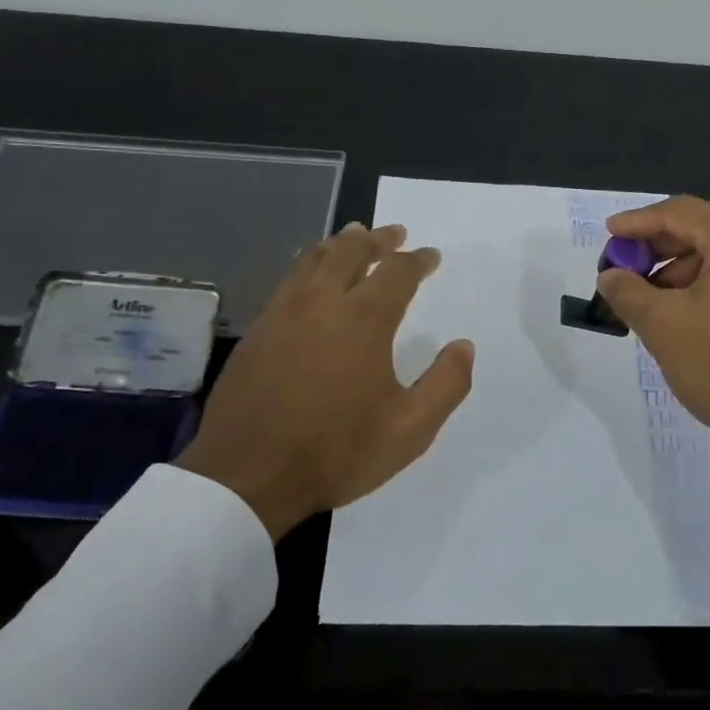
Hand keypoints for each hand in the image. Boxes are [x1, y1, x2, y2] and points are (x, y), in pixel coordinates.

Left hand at [177, 223, 474, 539]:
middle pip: (351, 250)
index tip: (431, 256)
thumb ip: (446, 384)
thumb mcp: (410, 430)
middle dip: (378, 238)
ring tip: (354, 237)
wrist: (246, 475)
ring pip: (313, 259)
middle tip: (395, 233)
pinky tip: (311, 276)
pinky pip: (289, 279)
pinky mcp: (257, 330)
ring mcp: (282, 313)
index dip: (417, 260)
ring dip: (340, 244)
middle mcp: (321, 303)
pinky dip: (309, 265)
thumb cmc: (336, 452)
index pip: (397, 272)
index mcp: (363, 320)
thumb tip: (463, 346)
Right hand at [597, 197, 709, 492]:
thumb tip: (610, 275)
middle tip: (628, 262)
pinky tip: (686, 309)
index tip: (610, 234)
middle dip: (662, 242)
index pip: (683, 212)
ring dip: (685, 264)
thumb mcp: (662, 325)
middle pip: (707, 226)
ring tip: (652, 295)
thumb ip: (627, 291)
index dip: (640, 221)